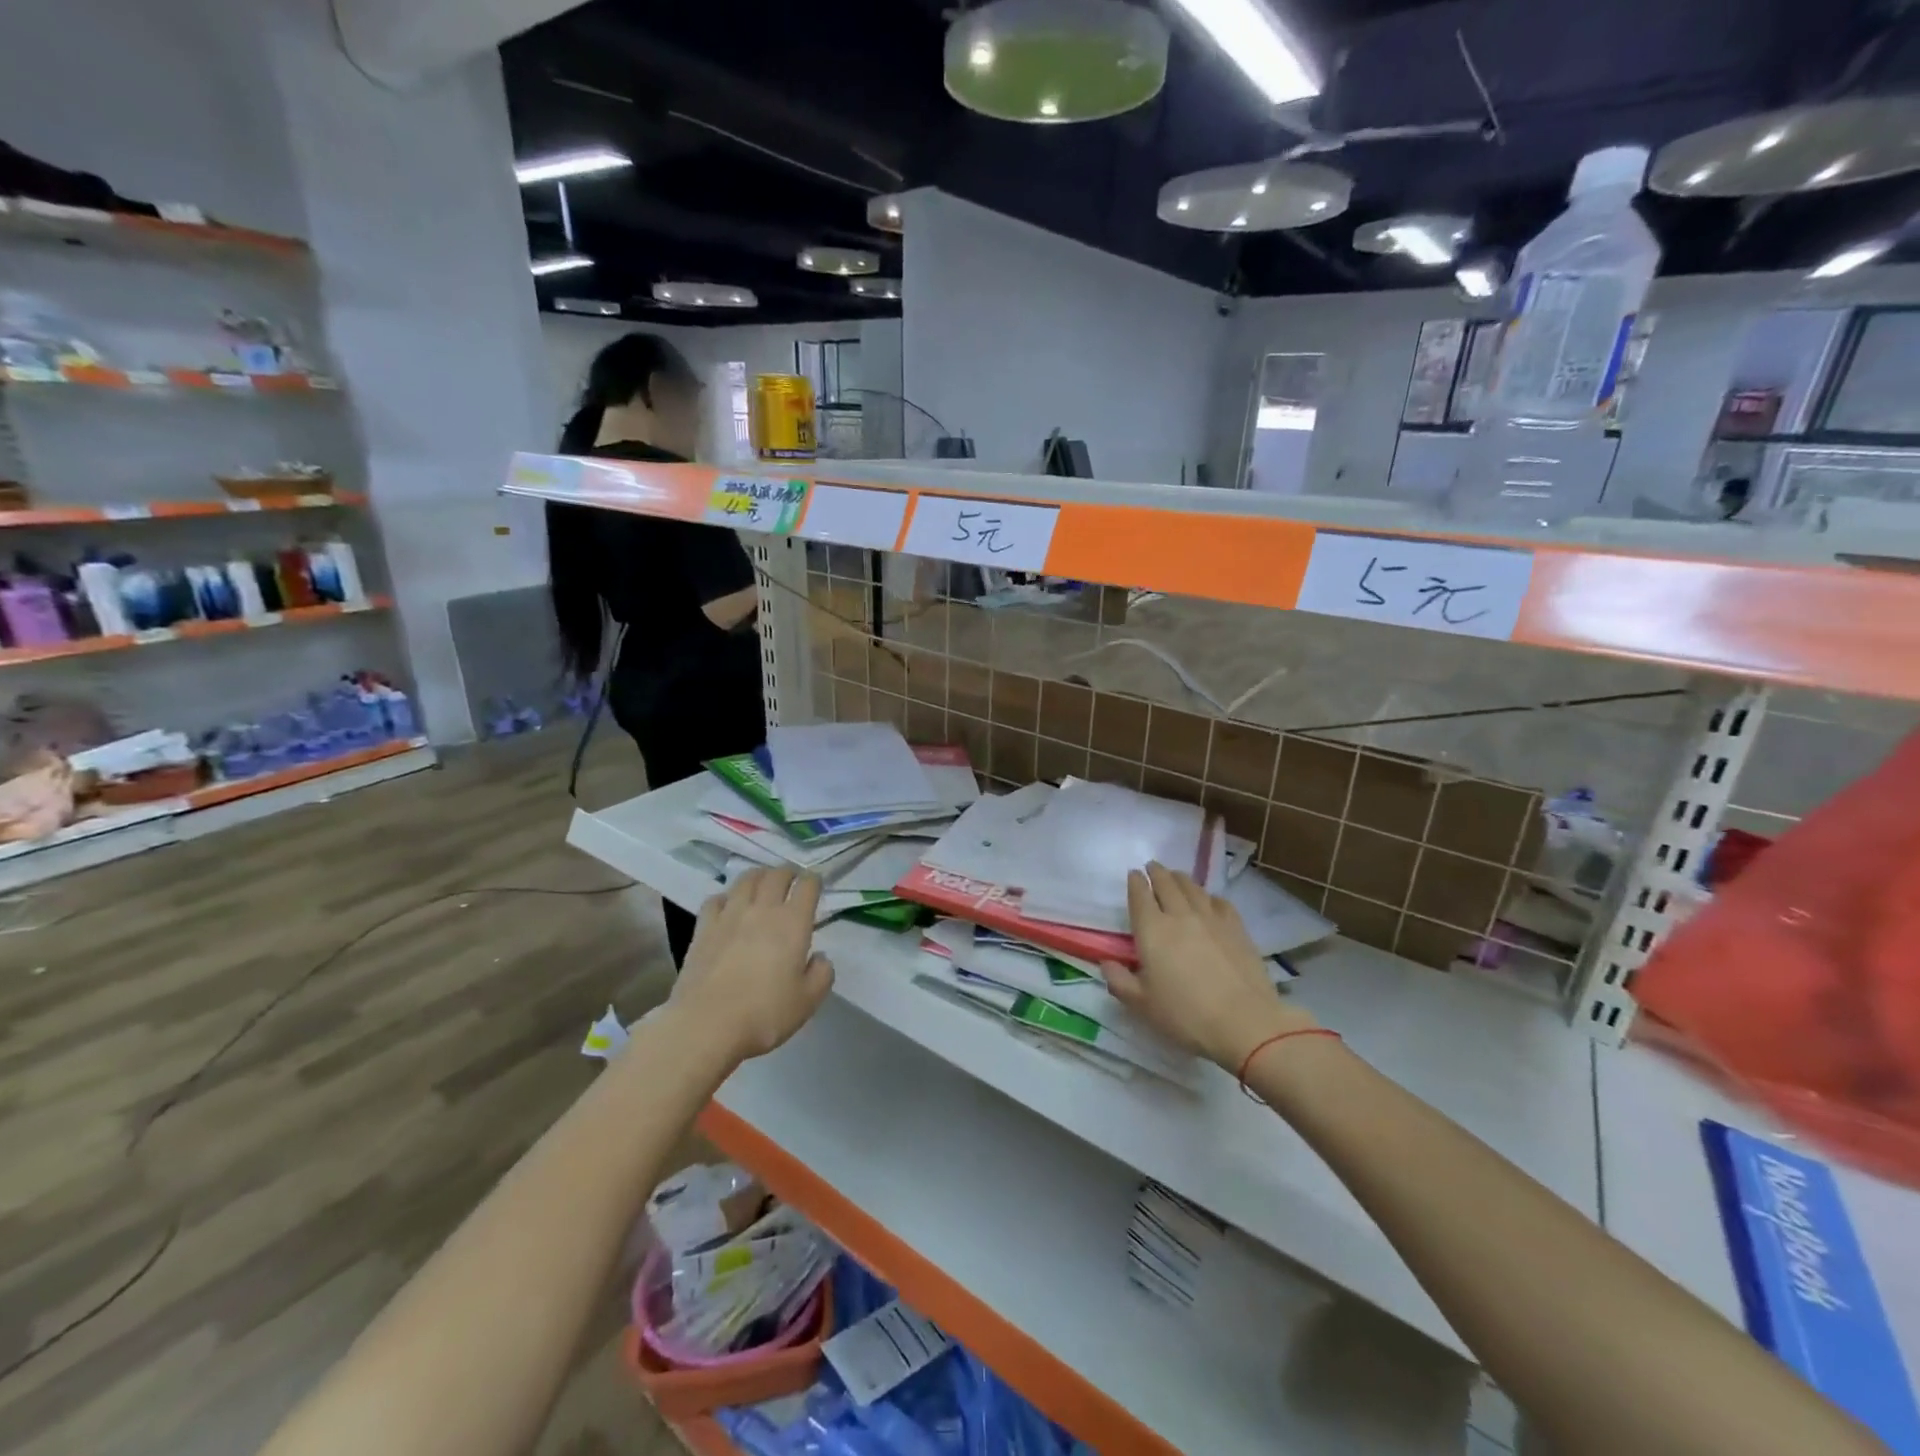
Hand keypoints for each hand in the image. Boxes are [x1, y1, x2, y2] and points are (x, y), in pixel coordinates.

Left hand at [670, 868, 834, 1063]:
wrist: (707, 1025)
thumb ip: (822, 974)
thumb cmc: (764, 1014)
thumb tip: (819, 957)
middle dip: (788, 872)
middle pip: (777, 874)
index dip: (814, 881)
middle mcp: (763, 909)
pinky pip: (716, 899)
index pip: (807, 885)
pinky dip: (727, 897)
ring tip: (763, 885)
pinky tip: (729, 907)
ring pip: (746, 879)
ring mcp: (730, 915)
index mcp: (793, 923)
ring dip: (759, 876)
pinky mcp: (703, 928)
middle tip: (792, 881)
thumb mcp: (808, 1001)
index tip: (816, 886)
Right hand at [1100, 862, 1316, 1070]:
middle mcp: (1180, 915)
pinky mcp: (1237, 928)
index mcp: (1152, 930)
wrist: (1244, 1022)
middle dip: (1157, 872)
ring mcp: (1211, 919)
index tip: (1133, 874)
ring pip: (1193, 888)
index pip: (1140, 896)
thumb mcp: (1142, 1004)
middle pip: (1166, 883)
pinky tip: (1209, 900)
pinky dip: (1209, 896)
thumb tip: (1106, 963)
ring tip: (1176, 876)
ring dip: (1181, 878)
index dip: (1135, 882)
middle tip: (1152, 867)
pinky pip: (1219, 902)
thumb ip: (1120, 981)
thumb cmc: (1186, 1015)